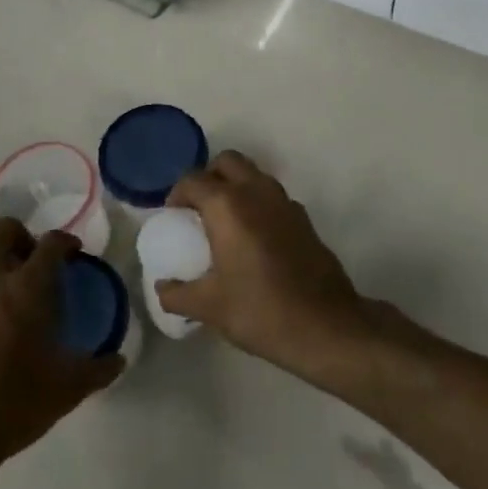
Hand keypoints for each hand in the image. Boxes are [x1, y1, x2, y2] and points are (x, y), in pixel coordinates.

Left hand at [0, 219, 122, 476]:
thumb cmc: (11, 407)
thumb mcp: (67, 391)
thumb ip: (98, 369)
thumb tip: (118, 359)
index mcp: (28, 287)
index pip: (52, 243)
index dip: (65, 242)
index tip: (72, 254)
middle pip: (4, 231)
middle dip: (20, 238)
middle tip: (29, 264)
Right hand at [155, 152, 365, 375]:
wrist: (324, 326)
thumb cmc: (259, 310)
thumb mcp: (209, 307)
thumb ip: (177, 294)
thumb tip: (162, 287)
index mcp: (227, 205)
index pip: (193, 180)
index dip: (177, 194)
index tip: (172, 217)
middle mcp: (256, 192)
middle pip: (227, 162)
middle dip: (209, 177)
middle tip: (198, 208)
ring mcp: (285, 202)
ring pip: (254, 175)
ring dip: (236, 186)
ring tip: (224, 222)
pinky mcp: (304, 219)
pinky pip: (273, 197)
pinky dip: (258, 204)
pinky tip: (254, 239)